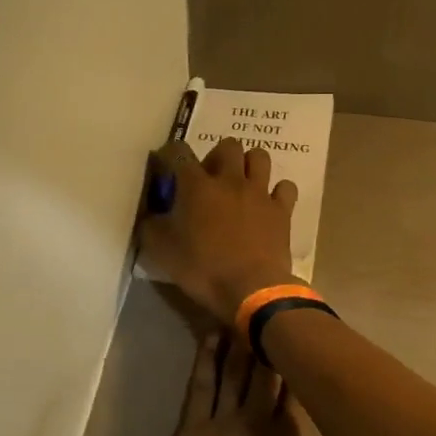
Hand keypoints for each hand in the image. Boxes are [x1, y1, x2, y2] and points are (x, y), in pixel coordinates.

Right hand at [141, 137, 299, 322]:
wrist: (251, 289)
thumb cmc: (202, 268)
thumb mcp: (161, 251)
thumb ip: (151, 226)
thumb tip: (150, 214)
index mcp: (196, 185)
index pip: (179, 152)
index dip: (169, 153)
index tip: (165, 166)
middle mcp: (229, 180)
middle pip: (228, 145)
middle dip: (217, 156)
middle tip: (210, 178)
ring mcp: (259, 193)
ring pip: (259, 157)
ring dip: (249, 165)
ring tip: (241, 184)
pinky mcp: (282, 210)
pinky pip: (285, 187)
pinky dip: (277, 191)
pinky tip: (269, 203)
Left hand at [152, 332, 365, 435]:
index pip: (297, 386)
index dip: (301, 359)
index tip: (307, 334)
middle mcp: (255, 421)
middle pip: (263, 369)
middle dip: (269, 339)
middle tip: (274, 310)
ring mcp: (219, 424)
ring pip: (231, 370)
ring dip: (238, 340)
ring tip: (243, 312)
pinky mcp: (190, 431)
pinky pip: (200, 385)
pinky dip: (205, 359)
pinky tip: (210, 338)